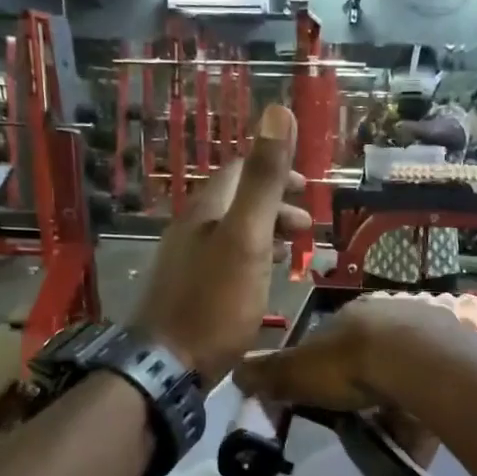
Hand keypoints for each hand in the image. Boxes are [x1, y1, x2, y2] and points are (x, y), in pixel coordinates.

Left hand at [131, 104, 310, 384]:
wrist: (167, 366)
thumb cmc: (214, 302)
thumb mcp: (246, 237)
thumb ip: (263, 180)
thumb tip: (276, 109)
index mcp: (206, 210)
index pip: (241, 170)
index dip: (276, 171)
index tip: (309, 190)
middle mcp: (192, 228)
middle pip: (237, 202)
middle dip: (276, 206)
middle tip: (308, 228)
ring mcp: (187, 261)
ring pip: (233, 233)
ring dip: (267, 233)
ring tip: (296, 251)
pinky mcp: (189, 291)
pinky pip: (226, 260)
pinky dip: (253, 258)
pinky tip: (265, 279)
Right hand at [234, 295, 473, 410]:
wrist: (418, 362)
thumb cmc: (350, 362)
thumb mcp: (298, 371)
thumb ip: (268, 373)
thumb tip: (235, 372)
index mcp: (351, 316)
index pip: (330, 342)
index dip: (322, 371)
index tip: (319, 399)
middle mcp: (390, 317)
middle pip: (370, 356)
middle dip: (362, 386)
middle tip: (356, 417)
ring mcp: (427, 334)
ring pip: (404, 372)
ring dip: (395, 400)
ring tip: (388, 431)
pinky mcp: (455, 357)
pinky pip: (434, 389)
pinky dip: (423, 411)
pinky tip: (417, 432)